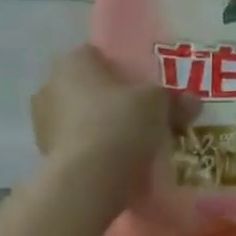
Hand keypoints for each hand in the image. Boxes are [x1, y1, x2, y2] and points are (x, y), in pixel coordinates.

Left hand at [31, 46, 191, 179]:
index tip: (143, 91)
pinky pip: (76, 147)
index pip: (97, 56)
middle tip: (141, 120)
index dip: (123, 72)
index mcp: (72, 61)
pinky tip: (115, 168)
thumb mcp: (158, 104)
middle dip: (111, 103)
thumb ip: (175, 100)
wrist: (88, 179)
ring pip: (80, 120)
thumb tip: (193, 102)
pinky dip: (92, 154)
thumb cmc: (120, 123)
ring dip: (100, 130)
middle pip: (88, 89)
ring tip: (131, 148)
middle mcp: (50, 86)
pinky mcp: (44, 155)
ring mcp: (42, 123)